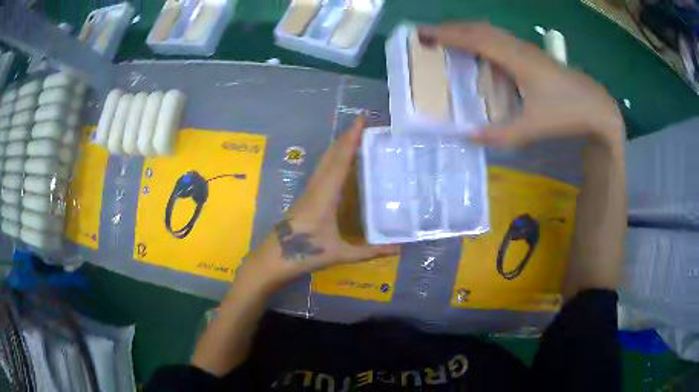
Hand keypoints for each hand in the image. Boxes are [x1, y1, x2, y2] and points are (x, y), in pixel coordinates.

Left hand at [237, 117, 398, 290]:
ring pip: (325, 160)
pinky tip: (341, 160)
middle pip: (332, 155)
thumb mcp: (339, 253)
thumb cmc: (306, 253)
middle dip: (346, 136)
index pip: (340, 161)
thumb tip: (397, 249)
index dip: (351, 140)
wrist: (275, 257)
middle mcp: (317, 186)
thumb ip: (369, 252)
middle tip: (363, 122)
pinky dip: (334, 158)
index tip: (361, 121)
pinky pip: (322, 169)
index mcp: (325, 195)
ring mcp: (309, 189)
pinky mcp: (306, 195)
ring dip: (339, 145)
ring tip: (355, 135)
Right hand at [419, 23, 624, 147]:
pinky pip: (500, 38)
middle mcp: (518, 47)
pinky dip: (481, 37)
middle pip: (479, 28)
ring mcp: (527, 49)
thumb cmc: (566, 113)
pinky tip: (480, 49)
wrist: (596, 106)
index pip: (475, 39)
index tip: (423, 34)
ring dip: (466, 30)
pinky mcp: (533, 54)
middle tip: (429, 35)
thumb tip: (468, 136)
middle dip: (452, 28)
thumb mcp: (533, 128)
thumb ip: (500, 134)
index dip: (448, 34)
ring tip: (448, 38)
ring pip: (490, 30)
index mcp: (515, 60)